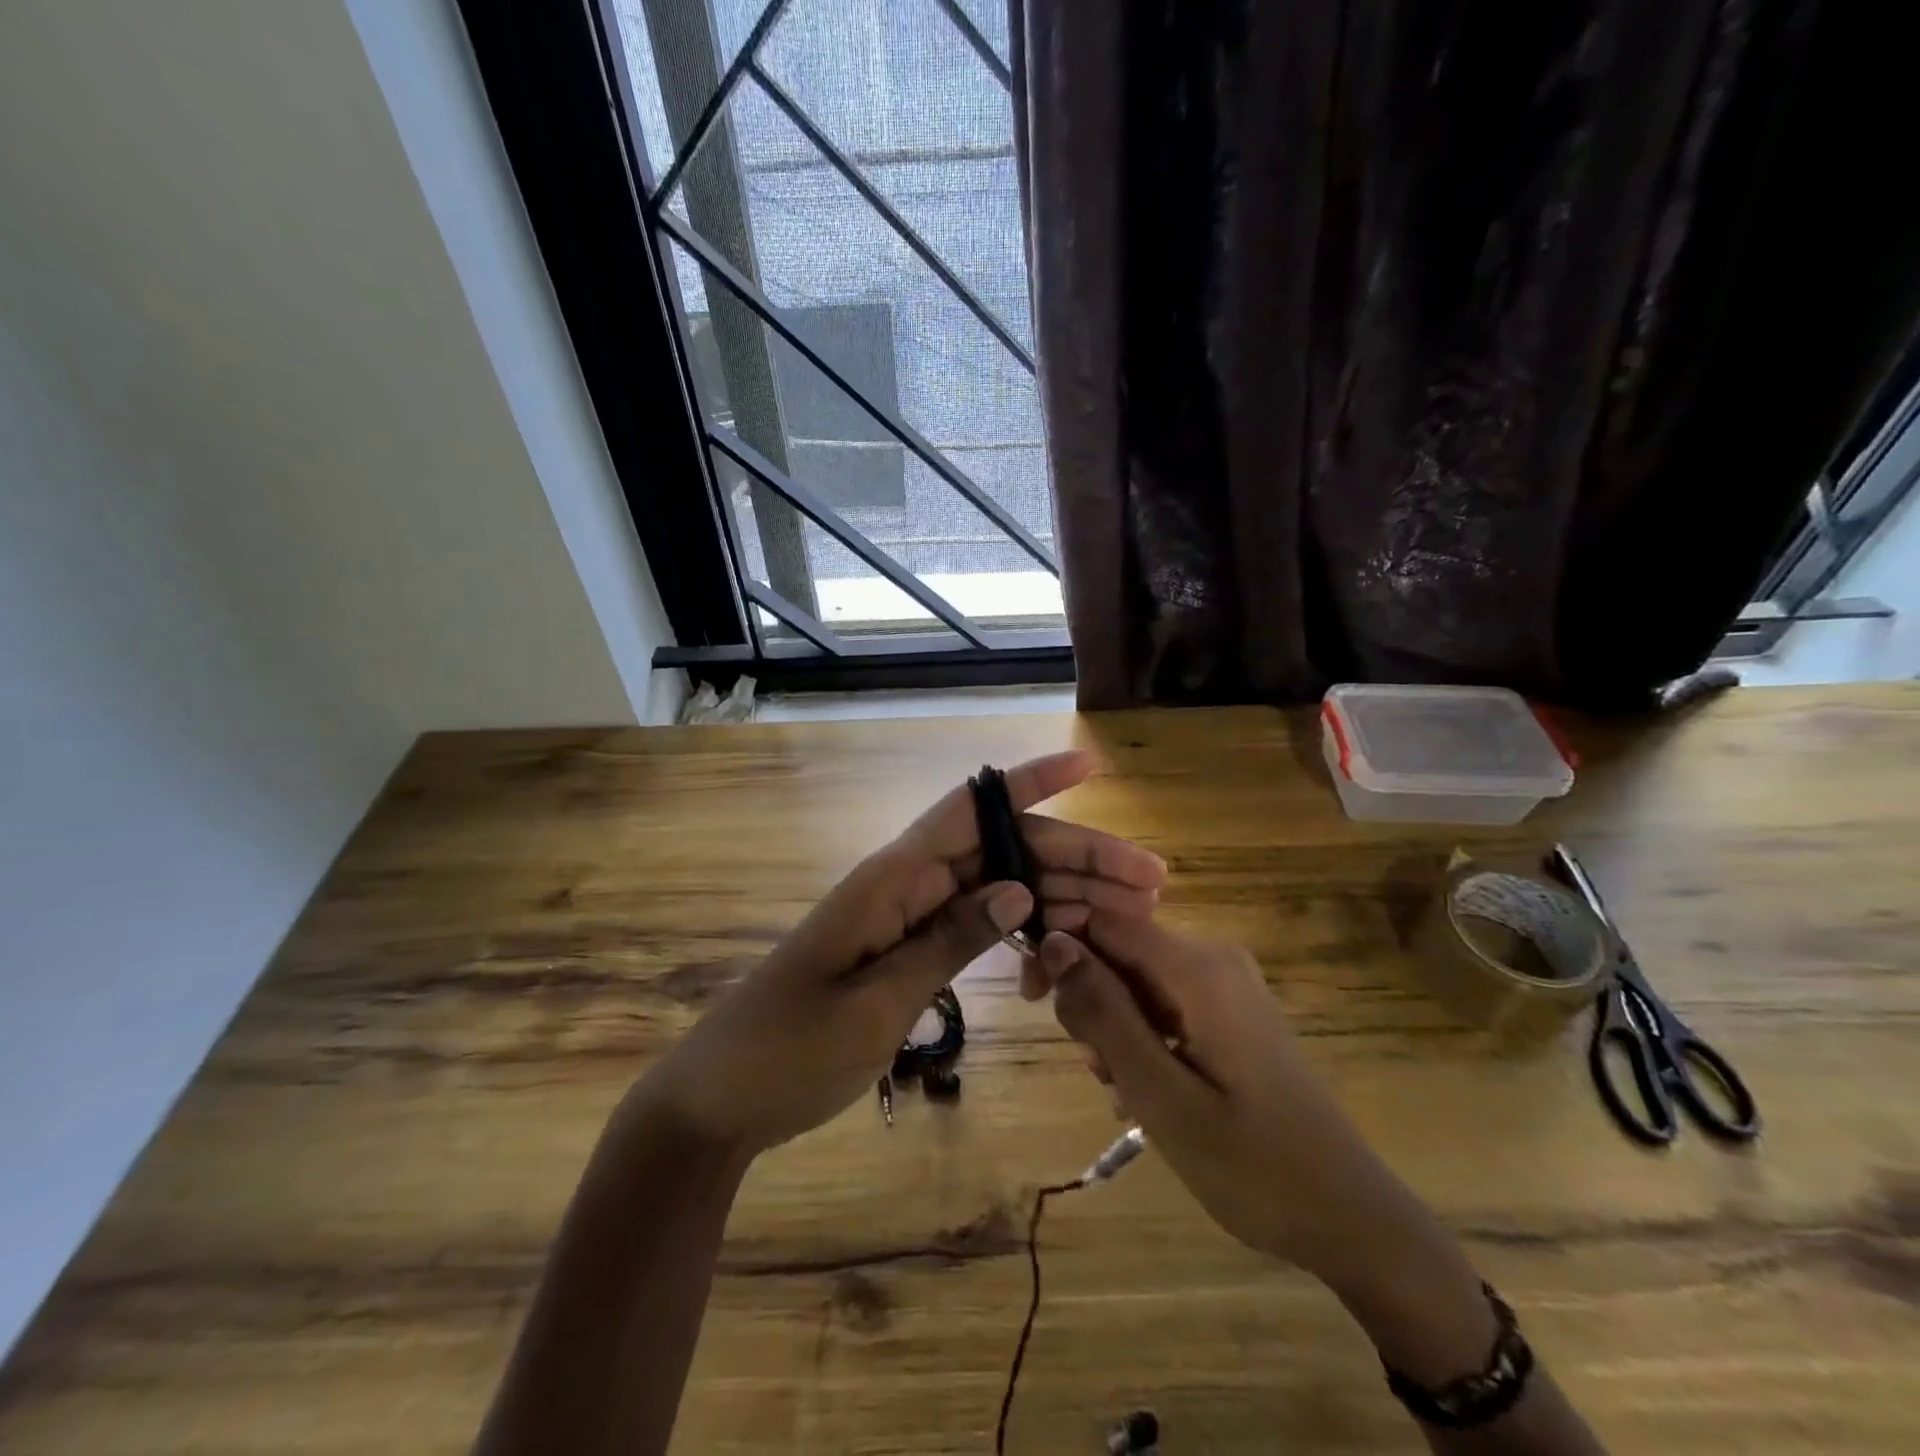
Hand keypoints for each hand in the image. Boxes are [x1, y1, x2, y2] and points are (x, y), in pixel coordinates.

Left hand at [641, 751, 1166, 1157]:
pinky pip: (972, 923)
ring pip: (994, 886)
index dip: (1031, 783)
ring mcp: (903, 918)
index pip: (970, 809)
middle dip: (1074, 856)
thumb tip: (1020, 886)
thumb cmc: (789, 1051)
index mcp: (890, 880)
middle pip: (999, 850)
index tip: (1088, 769)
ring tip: (1128, 913)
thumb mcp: (875, 1002)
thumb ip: (948, 941)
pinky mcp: (903, 951)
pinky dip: (1019, 928)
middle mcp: (902, 885)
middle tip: (1149, 881)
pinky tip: (1061, 943)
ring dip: (1058, 892)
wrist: (720, 1099)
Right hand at [1034, 914, 1408, 1286]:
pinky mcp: (1231, 1012)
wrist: (1351, 1217)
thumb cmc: (1253, 1166)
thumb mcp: (1160, 1095)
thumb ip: (1103, 1014)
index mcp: (1198, 968)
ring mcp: (1226, 985)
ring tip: (1127, 1095)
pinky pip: (1165, 1005)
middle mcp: (1213, 959)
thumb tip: (1054, 941)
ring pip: (1137, 983)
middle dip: (1091, 1004)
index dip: (1060, 949)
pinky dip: (1144, 1041)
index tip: (1035, 1002)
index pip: (1103, 921)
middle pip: (1119, 952)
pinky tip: (1149, 1094)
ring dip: (1115, 1031)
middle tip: (1099, 1073)